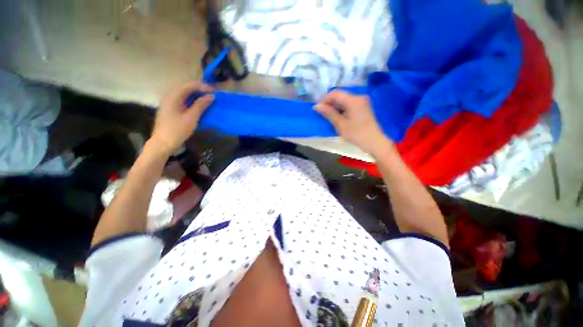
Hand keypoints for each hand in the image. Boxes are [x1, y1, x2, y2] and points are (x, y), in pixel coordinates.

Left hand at [151, 81, 214, 154]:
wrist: (163, 143)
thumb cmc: (177, 130)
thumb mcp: (191, 118)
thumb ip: (201, 105)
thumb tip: (211, 96)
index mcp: (173, 96)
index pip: (190, 85)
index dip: (203, 87)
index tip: (215, 92)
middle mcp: (170, 96)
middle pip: (187, 88)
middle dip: (201, 90)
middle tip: (213, 96)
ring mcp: (169, 102)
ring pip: (185, 94)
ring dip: (197, 96)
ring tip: (208, 100)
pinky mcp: (171, 108)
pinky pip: (183, 100)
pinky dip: (193, 101)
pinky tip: (199, 106)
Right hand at [314, 90, 392, 155]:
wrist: (374, 142)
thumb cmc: (356, 134)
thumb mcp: (341, 124)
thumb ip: (329, 113)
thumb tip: (316, 106)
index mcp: (353, 100)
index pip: (335, 93)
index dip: (324, 99)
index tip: (317, 109)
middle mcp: (358, 97)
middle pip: (340, 96)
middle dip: (329, 103)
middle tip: (320, 113)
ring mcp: (361, 102)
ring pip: (343, 100)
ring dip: (334, 106)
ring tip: (327, 116)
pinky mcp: (362, 108)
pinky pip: (348, 105)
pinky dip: (341, 109)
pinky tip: (336, 117)